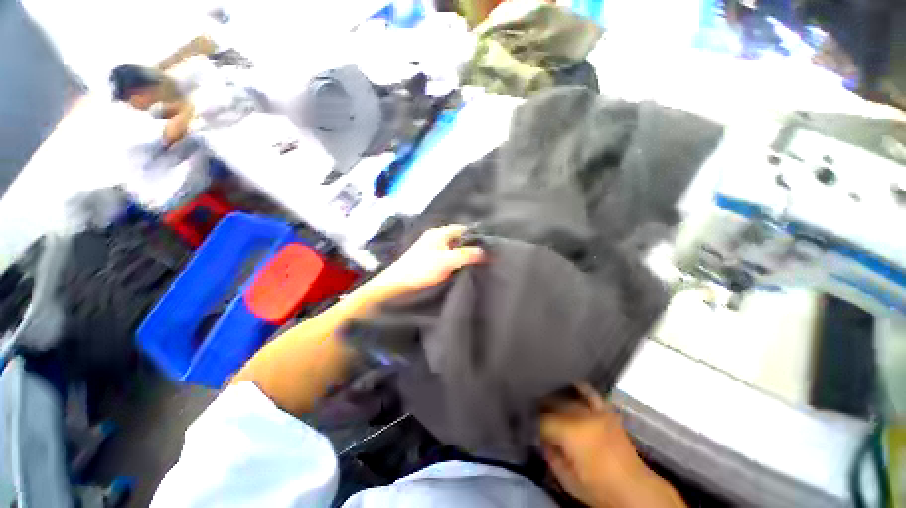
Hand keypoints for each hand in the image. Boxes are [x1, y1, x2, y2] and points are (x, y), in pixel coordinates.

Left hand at [369, 225, 484, 298]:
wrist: (399, 283)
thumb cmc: (423, 268)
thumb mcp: (447, 261)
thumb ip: (467, 255)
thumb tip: (485, 252)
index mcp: (440, 233)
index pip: (463, 228)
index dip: (475, 235)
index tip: (488, 245)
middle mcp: (436, 237)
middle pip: (458, 238)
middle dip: (470, 246)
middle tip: (484, 255)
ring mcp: (431, 247)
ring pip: (453, 247)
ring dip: (463, 253)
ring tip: (476, 262)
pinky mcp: (429, 258)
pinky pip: (447, 255)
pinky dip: (455, 259)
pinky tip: (461, 267)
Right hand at [540, 385, 684, 507]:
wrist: (633, 489)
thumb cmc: (598, 488)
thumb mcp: (567, 480)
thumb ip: (550, 456)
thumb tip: (542, 439)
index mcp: (569, 433)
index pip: (544, 420)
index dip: (536, 424)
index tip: (533, 428)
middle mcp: (581, 416)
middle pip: (555, 405)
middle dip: (545, 410)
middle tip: (539, 418)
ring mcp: (596, 412)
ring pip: (569, 399)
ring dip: (558, 400)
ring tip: (551, 403)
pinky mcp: (607, 412)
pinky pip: (592, 394)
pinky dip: (581, 389)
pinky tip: (573, 385)